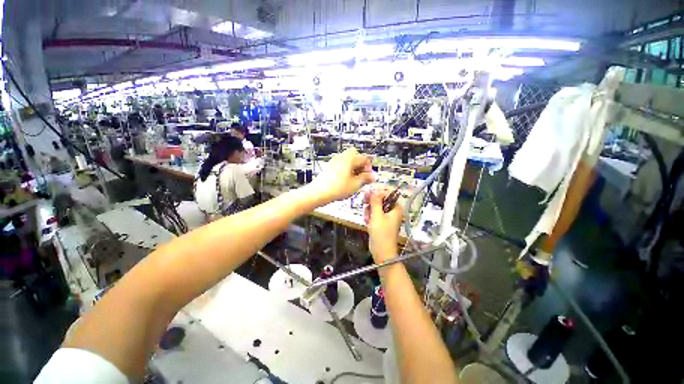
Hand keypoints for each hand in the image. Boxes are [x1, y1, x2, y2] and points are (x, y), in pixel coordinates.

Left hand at [309, 148, 373, 203]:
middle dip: (361, 165)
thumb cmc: (336, 188)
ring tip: (355, 180)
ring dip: (354, 167)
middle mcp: (342, 157)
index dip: (369, 168)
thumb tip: (372, 176)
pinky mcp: (330, 167)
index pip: (365, 158)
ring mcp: (334, 161)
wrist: (318, 193)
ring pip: (348, 160)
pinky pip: (341, 165)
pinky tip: (347, 181)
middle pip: (356, 155)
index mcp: (350, 158)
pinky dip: (347, 170)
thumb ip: (365, 178)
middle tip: (363, 175)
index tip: (369, 177)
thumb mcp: (355, 184)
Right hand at [364, 185, 402, 263]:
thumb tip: (375, 189)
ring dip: (369, 210)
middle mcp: (392, 211)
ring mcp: (385, 216)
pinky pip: (373, 214)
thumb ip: (375, 201)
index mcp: (396, 208)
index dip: (378, 192)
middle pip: (381, 199)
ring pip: (375, 206)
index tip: (369, 193)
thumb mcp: (377, 215)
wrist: (381, 251)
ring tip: (367, 217)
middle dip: (372, 201)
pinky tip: (367, 221)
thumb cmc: (381, 233)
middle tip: (364, 202)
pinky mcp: (380, 222)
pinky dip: (369, 216)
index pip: (388, 193)